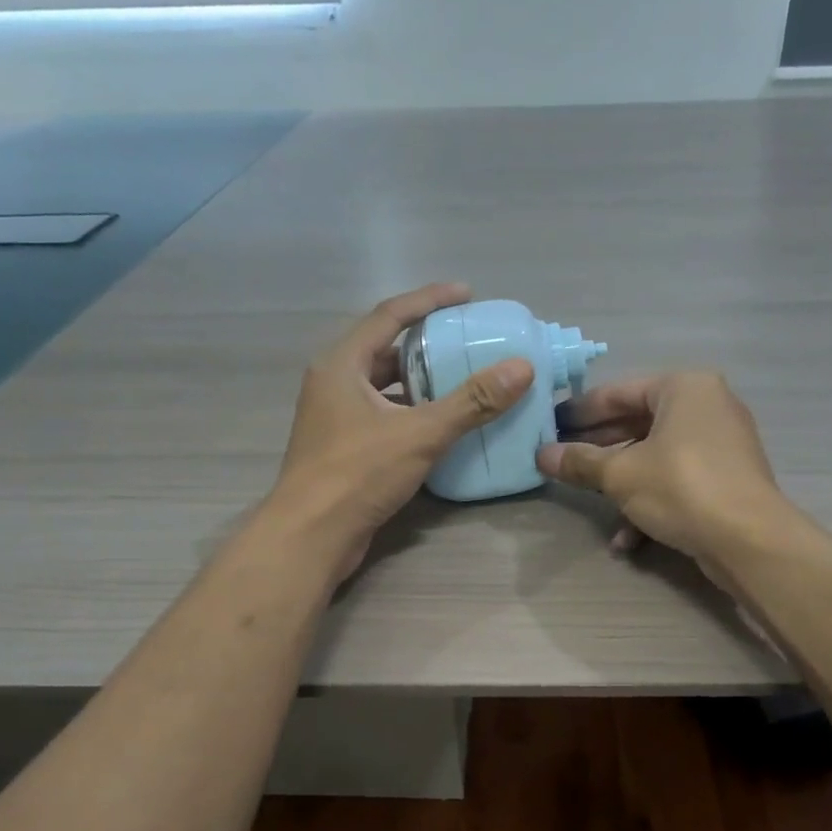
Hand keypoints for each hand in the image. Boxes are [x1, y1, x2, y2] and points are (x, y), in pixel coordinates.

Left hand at [267, 283, 532, 579]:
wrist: (310, 536)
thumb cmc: (357, 474)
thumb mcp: (420, 433)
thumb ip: (471, 401)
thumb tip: (520, 368)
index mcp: (342, 365)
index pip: (388, 315)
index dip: (428, 300)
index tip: (466, 294)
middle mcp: (334, 384)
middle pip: (385, 350)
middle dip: (426, 344)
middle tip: (467, 342)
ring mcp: (335, 418)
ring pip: (384, 387)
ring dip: (420, 382)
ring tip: (461, 381)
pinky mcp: (342, 449)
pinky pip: (383, 416)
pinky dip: (411, 413)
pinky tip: (440, 426)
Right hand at [535, 370, 789, 576]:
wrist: (748, 539)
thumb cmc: (681, 488)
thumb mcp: (621, 475)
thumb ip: (580, 462)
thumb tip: (541, 455)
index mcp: (684, 387)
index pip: (619, 392)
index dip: (580, 411)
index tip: (550, 426)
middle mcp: (707, 406)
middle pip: (638, 423)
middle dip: (599, 449)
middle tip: (562, 460)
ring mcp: (721, 444)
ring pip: (656, 456)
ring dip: (621, 482)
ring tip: (588, 499)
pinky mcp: (726, 478)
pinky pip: (678, 480)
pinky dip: (651, 502)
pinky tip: (626, 539)